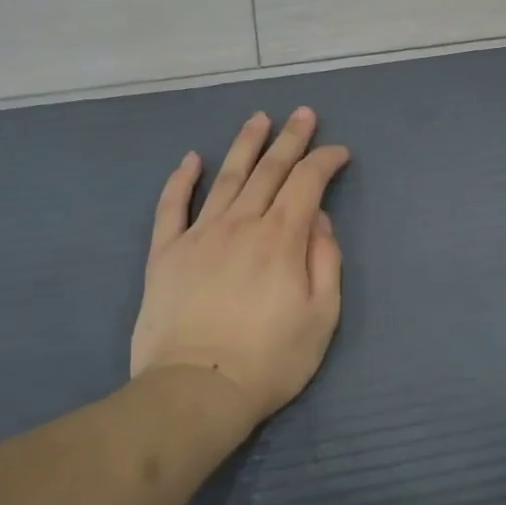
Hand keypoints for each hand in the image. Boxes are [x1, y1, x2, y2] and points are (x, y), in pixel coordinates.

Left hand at [131, 107, 348, 431]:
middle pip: (269, 170)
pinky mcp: (165, 254)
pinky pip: (172, 207)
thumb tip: (318, 220)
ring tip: (258, 119)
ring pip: (226, 178)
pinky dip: (181, 180)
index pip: (307, 183)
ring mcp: (199, 236)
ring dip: (245, 146)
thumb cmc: (270, 360)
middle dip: (290, 139)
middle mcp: (241, 224)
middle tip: (302, 114)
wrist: (197, 390)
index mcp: (282, 239)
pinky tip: (191, 159)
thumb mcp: (322, 317)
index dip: (325, 161)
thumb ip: (326, 261)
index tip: (339, 152)